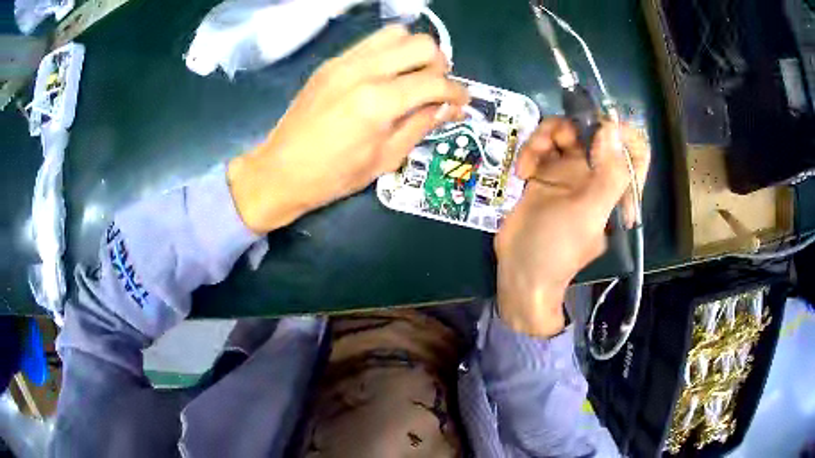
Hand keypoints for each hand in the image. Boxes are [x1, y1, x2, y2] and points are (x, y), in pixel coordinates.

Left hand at [227, 25, 469, 233]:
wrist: (280, 171)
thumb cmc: (334, 176)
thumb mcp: (386, 159)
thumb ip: (422, 125)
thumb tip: (450, 107)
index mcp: (380, 102)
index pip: (436, 82)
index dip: (458, 92)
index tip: (463, 101)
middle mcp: (364, 71)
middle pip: (422, 44)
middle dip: (439, 65)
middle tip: (435, 88)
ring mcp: (345, 62)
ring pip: (397, 34)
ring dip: (414, 52)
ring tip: (412, 77)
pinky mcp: (331, 62)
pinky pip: (371, 42)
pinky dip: (389, 52)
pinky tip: (386, 75)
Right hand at [495, 118, 649, 337]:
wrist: (520, 271)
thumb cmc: (558, 249)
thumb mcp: (588, 214)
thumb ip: (608, 174)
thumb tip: (613, 129)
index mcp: (616, 187)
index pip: (633, 150)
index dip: (622, 131)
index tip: (599, 125)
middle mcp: (596, 176)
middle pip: (592, 132)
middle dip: (572, 127)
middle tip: (556, 140)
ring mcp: (569, 172)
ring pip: (563, 133)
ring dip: (544, 137)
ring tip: (529, 161)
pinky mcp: (544, 173)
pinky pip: (541, 146)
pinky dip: (530, 152)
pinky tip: (522, 173)